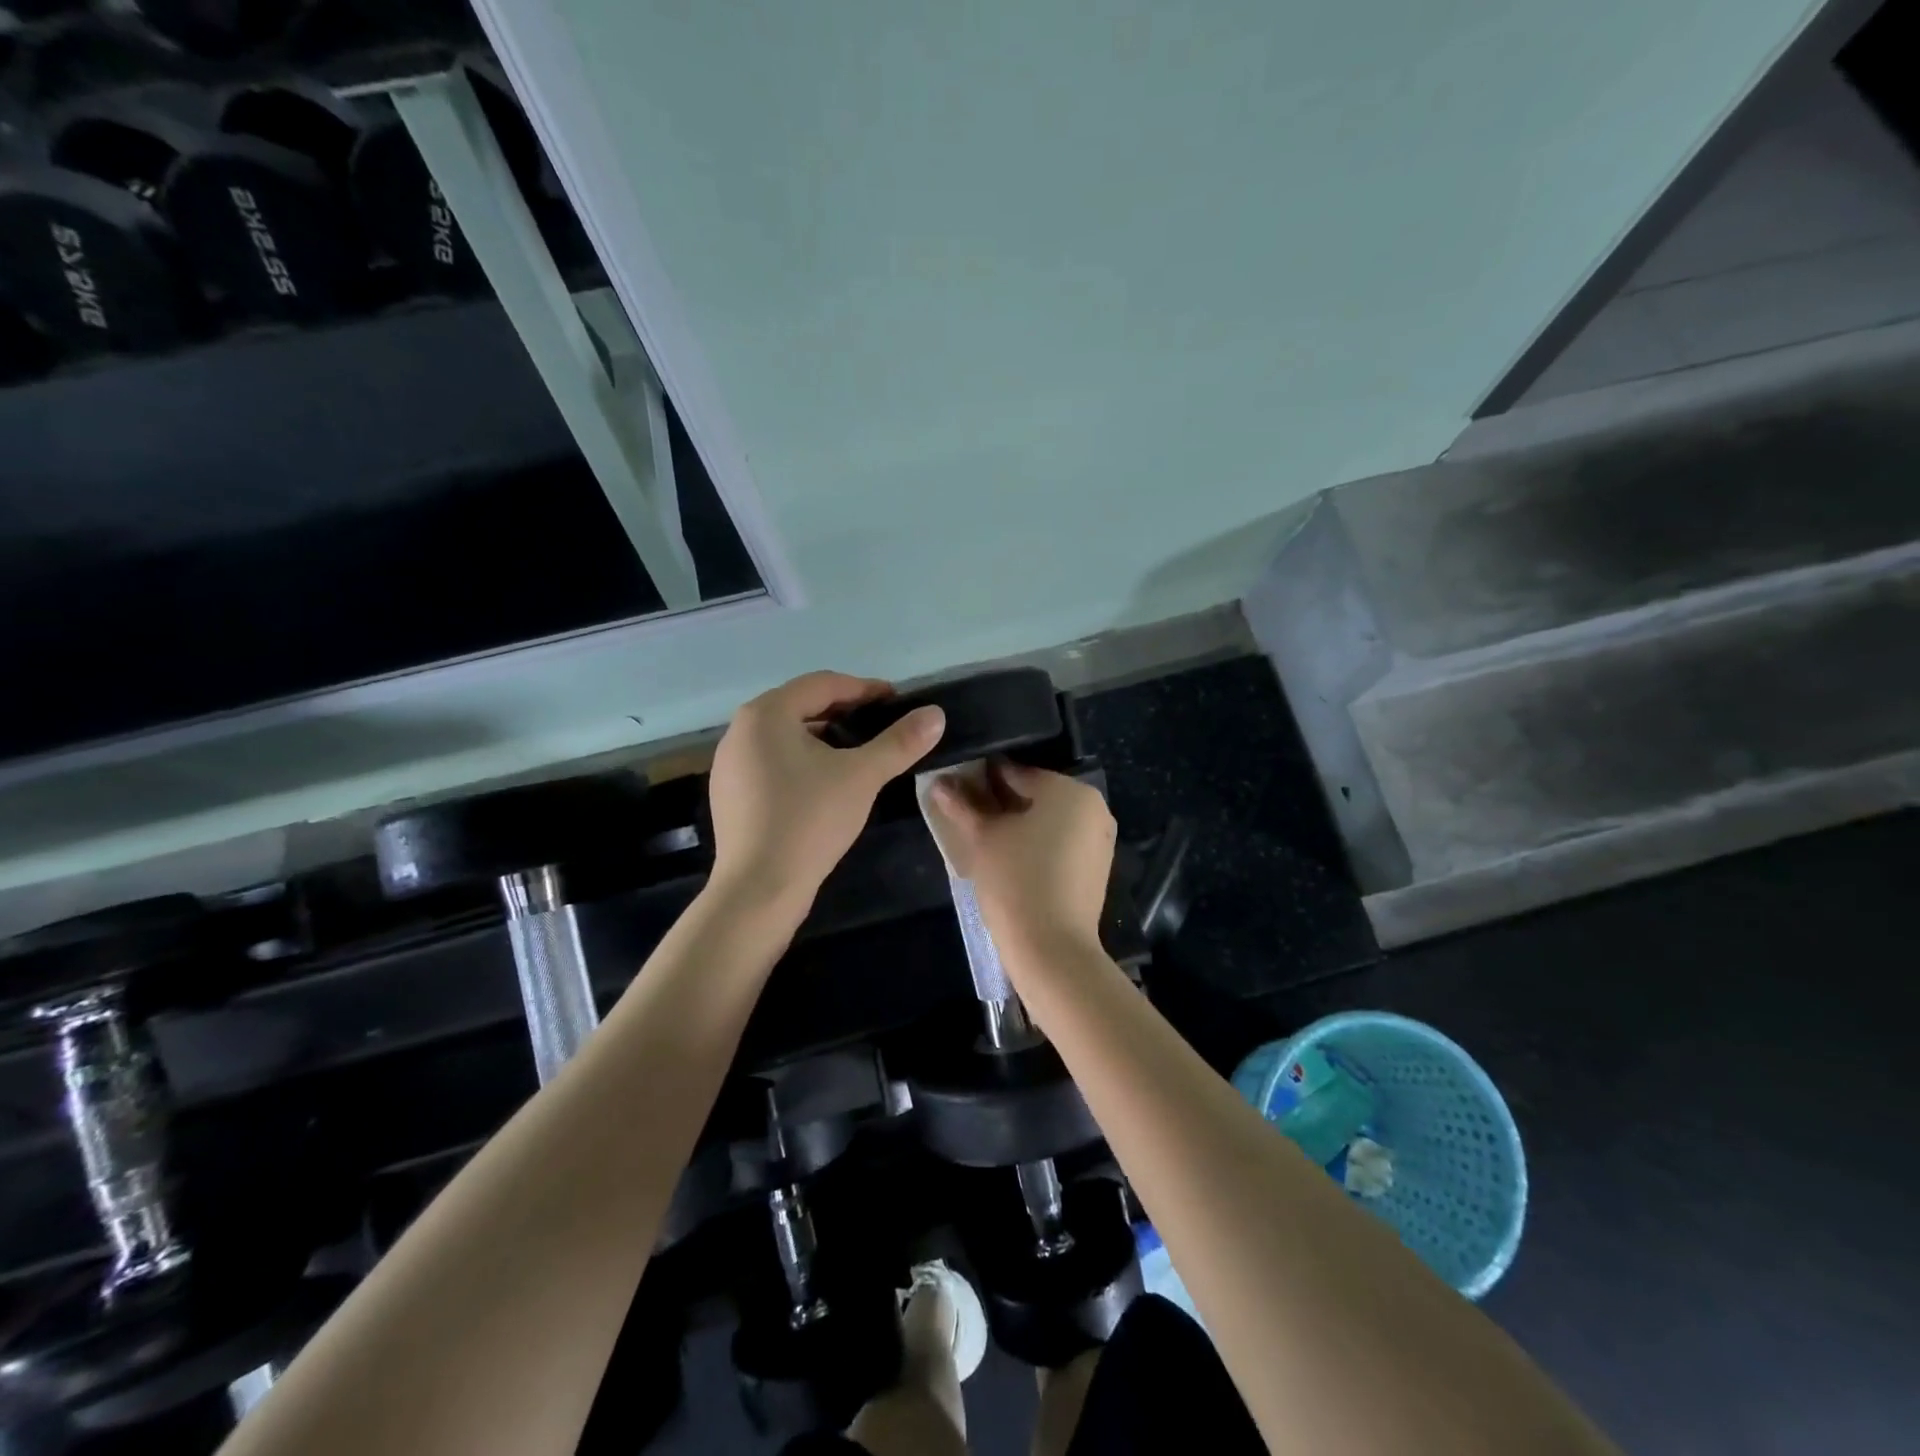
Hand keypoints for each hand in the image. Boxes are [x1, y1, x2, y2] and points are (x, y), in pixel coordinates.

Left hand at [707, 671, 945, 914]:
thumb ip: (899, 742)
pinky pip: (772, 762)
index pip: (823, 684)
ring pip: (786, 736)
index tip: (897, 701)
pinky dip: (802, 761)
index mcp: (766, 714)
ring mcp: (730, 764)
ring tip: (858, 752)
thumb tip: (936, 714)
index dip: (864, 688)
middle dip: (844, 711)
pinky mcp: (730, 794)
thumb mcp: (862, 776)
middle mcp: (740, 730)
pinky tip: (825, 783)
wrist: (759, 889)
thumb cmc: (809, 820)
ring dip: (824, 736)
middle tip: (881, 724)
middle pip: (801, 706)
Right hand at [924, 763, 1115, 953]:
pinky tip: (1009, 858)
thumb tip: (939, 782)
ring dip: (1018, 824)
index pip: (1016, 773)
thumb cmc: (1016, 880)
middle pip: (1035, 795)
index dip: (982, 779)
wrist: (1053, 949)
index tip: (957, 788)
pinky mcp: (1097, 867)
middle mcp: (1092, 807)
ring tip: (983, 838)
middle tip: (966, 814)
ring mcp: (1099, 839)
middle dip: (1000, 802)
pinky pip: (1061, 842)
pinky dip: (1036, 844)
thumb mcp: (982, 838)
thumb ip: (962, 805)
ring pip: (1048, 820)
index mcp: (1069, 789)